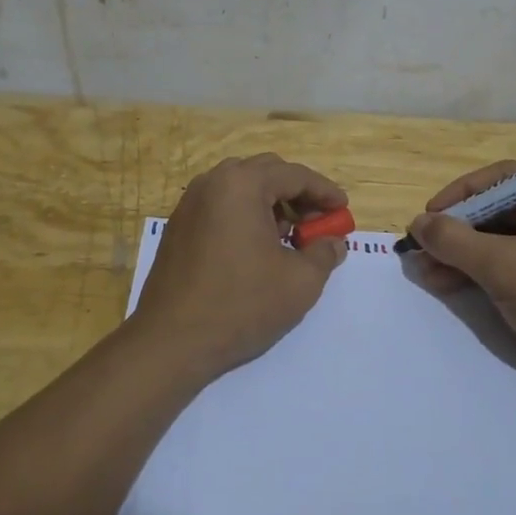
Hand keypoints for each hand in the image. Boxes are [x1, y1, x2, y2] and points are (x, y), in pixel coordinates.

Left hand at [131, 153, 349, 377]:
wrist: (172, 341)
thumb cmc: (242, 304)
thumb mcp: (300, 281)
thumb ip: (324, 253)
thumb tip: (334, 242)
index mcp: (241, 185)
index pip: (294, 175)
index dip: (325, 191)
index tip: (343, 210)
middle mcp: (211, 183)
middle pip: (265, 173)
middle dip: (297, 194)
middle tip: (318, 222)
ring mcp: (189, 204)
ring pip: (240, 189)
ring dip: (270, 204)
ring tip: (290, 237)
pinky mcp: (178, 227)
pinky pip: (220, 207)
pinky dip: (245, 216)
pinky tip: (258, 249)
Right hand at [408, 162, 515, 389]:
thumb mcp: (503, 268)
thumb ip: (455, 241)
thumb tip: (417, 224)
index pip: (505, 178)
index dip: (461, 195)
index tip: (429, 215)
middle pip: (503, 210)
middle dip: (459, 232)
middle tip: (421, 248)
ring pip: (505, 239)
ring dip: (464, 255)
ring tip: (425, 271)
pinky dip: (483, 270)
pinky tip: (448, 283)